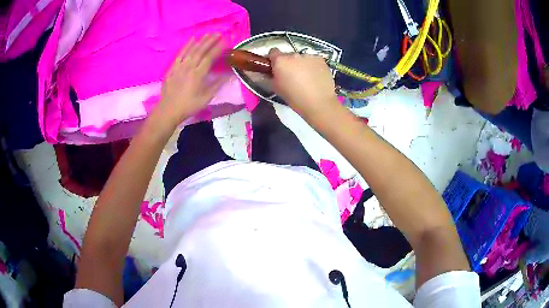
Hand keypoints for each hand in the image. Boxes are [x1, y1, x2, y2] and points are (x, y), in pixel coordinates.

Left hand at [155, 34, 225, 128]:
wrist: (168, 110)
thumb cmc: (188, 105)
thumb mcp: (205, 98)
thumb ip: (217, 85)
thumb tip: (229, 75)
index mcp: (198, 74)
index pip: (210, 57)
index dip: (218, 48)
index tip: (226, 41)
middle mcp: (189, 66)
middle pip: (201, 50)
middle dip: (211, 41)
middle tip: (219, 33)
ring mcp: (180, 66)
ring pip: (191, 50)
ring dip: (201, 41)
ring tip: (208, 34)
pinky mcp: (172, 67)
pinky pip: (180, 53)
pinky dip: (187, 45)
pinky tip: (192, 39)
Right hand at [268, 49, 339, 119]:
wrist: (318, 103)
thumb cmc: (294, 98)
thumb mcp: (276, 88)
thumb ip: (270, 76)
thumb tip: (268, 72)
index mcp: (280, 61)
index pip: (273, 52)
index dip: (274, 60)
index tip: (276, 68)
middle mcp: (294, 54)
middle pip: (288, 55)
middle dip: (289, 63)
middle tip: (292, 76)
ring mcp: (308, 56)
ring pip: (302, 57)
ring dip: (301, 64)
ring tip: (306, 77)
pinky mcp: (321, 59)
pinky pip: (313, 60)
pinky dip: (313, 66)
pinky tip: (315, 77)